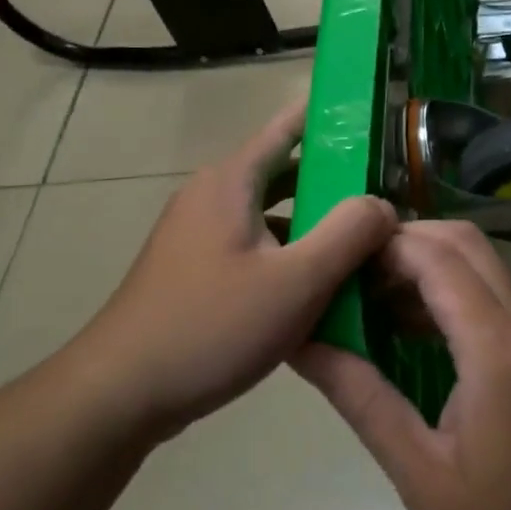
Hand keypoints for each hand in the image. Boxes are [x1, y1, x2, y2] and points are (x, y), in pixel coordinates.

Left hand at [77, 99, 396, 439]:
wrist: (121, 392)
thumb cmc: (212, 326)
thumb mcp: (296, 281)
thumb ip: (349, 234)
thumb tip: (383, 204)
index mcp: (231, 181)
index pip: (289, 126)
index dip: (332, 118)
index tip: (377, 118)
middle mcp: (212, 197)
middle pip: (285, 173)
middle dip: (336, 181)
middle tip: (389, 193)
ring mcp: (199, 235)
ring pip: (272, 215)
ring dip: (315, 224)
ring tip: (366, 239)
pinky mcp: (196, 271)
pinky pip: (255, 247)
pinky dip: (290, 255)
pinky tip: (321, 286)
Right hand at [295, 221, 510, 509]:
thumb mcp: (419, 474)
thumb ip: (362, 399)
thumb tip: (305, 345)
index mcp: (499, 354)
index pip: (440, 261)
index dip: (387, 246)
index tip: (339, 257)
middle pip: (469, 247)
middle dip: (408, 243)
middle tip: (354, 271)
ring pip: (486, 271)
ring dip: (431, 268)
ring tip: (373, 299)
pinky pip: (497, 304)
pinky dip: (454, 297)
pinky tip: (414, 334)